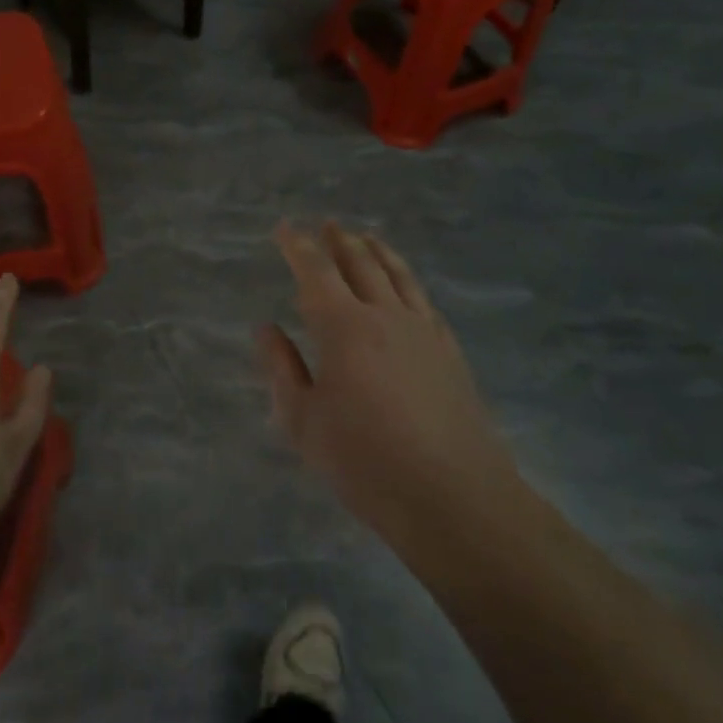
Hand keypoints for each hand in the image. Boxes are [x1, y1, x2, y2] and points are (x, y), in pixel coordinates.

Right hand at [259, 222, 522, 544]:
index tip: (285, 228)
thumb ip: (282, 369)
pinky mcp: (450, 351)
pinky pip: (424, 300)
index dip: (297, 245)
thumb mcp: (304, 422)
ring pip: (398, 274)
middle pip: (361, 262)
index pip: (316, 271)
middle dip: (339, 240)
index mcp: (343, 326)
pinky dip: (408, 280)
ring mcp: (422, 331)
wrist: (456, 498)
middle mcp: (384, 315)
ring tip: (366, 236)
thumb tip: (266, 328)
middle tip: (326, 225)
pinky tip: (405, 286)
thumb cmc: (367, 461)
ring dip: (377, 250)